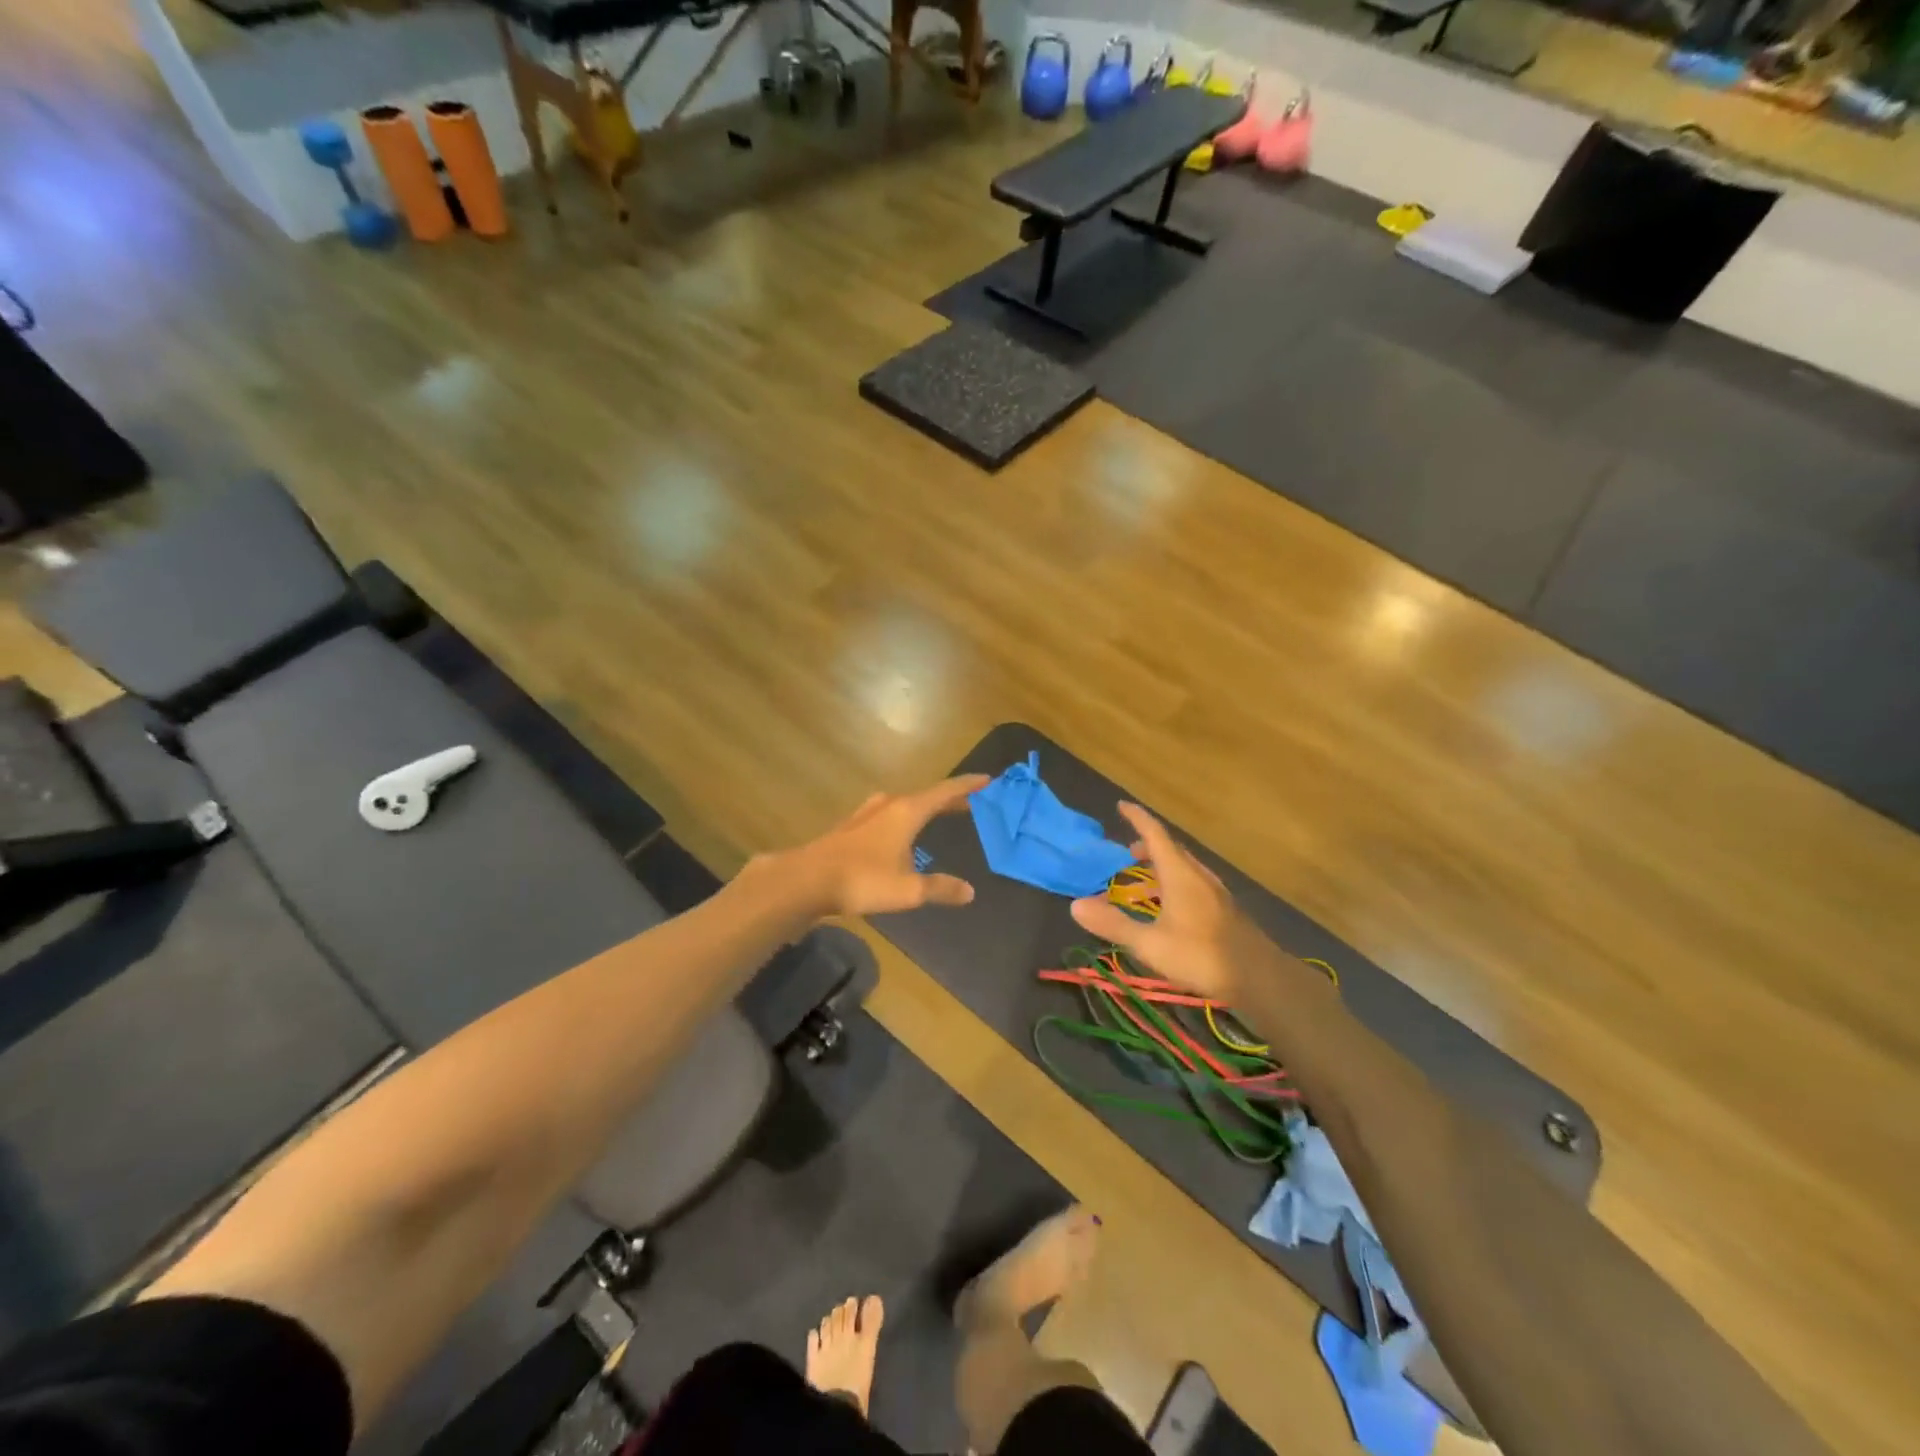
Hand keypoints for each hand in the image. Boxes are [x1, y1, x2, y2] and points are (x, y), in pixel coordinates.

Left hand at [783, 775, 989, 918]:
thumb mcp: (908, 889)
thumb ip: (939, 888)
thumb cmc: (863, 879)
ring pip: (904, 805)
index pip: (945, 792)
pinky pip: (888, 816)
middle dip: (949, 800)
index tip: (988, 780)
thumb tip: (969, 892)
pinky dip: (905, 819)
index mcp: (907, 812)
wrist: (807, 880)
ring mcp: (867, 814)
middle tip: (971, 804)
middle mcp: (888, 805)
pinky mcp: (852, 828)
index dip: (967, 786)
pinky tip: (901, 836)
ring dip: (924, 809)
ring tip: (937, 817)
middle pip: (926, 797)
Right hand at [1068, 802, 1268, 1003]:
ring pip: (1185, 867)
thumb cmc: (1201, 956)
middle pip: (1172, 849)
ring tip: (1145, 879)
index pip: (1156, 835)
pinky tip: (1171, 907)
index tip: (1121, 805)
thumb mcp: (1150, 944)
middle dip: (1149, 844)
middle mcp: (1199, 876)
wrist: (1260, 978)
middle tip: (1128, 850)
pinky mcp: (1225, 910)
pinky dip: (1175, 882)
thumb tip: (1075, 905)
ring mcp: (1215, 893)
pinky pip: (1194, 883)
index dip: (1138, 818)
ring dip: (1163, 864)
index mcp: (1180, 875)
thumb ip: (1114, 924)